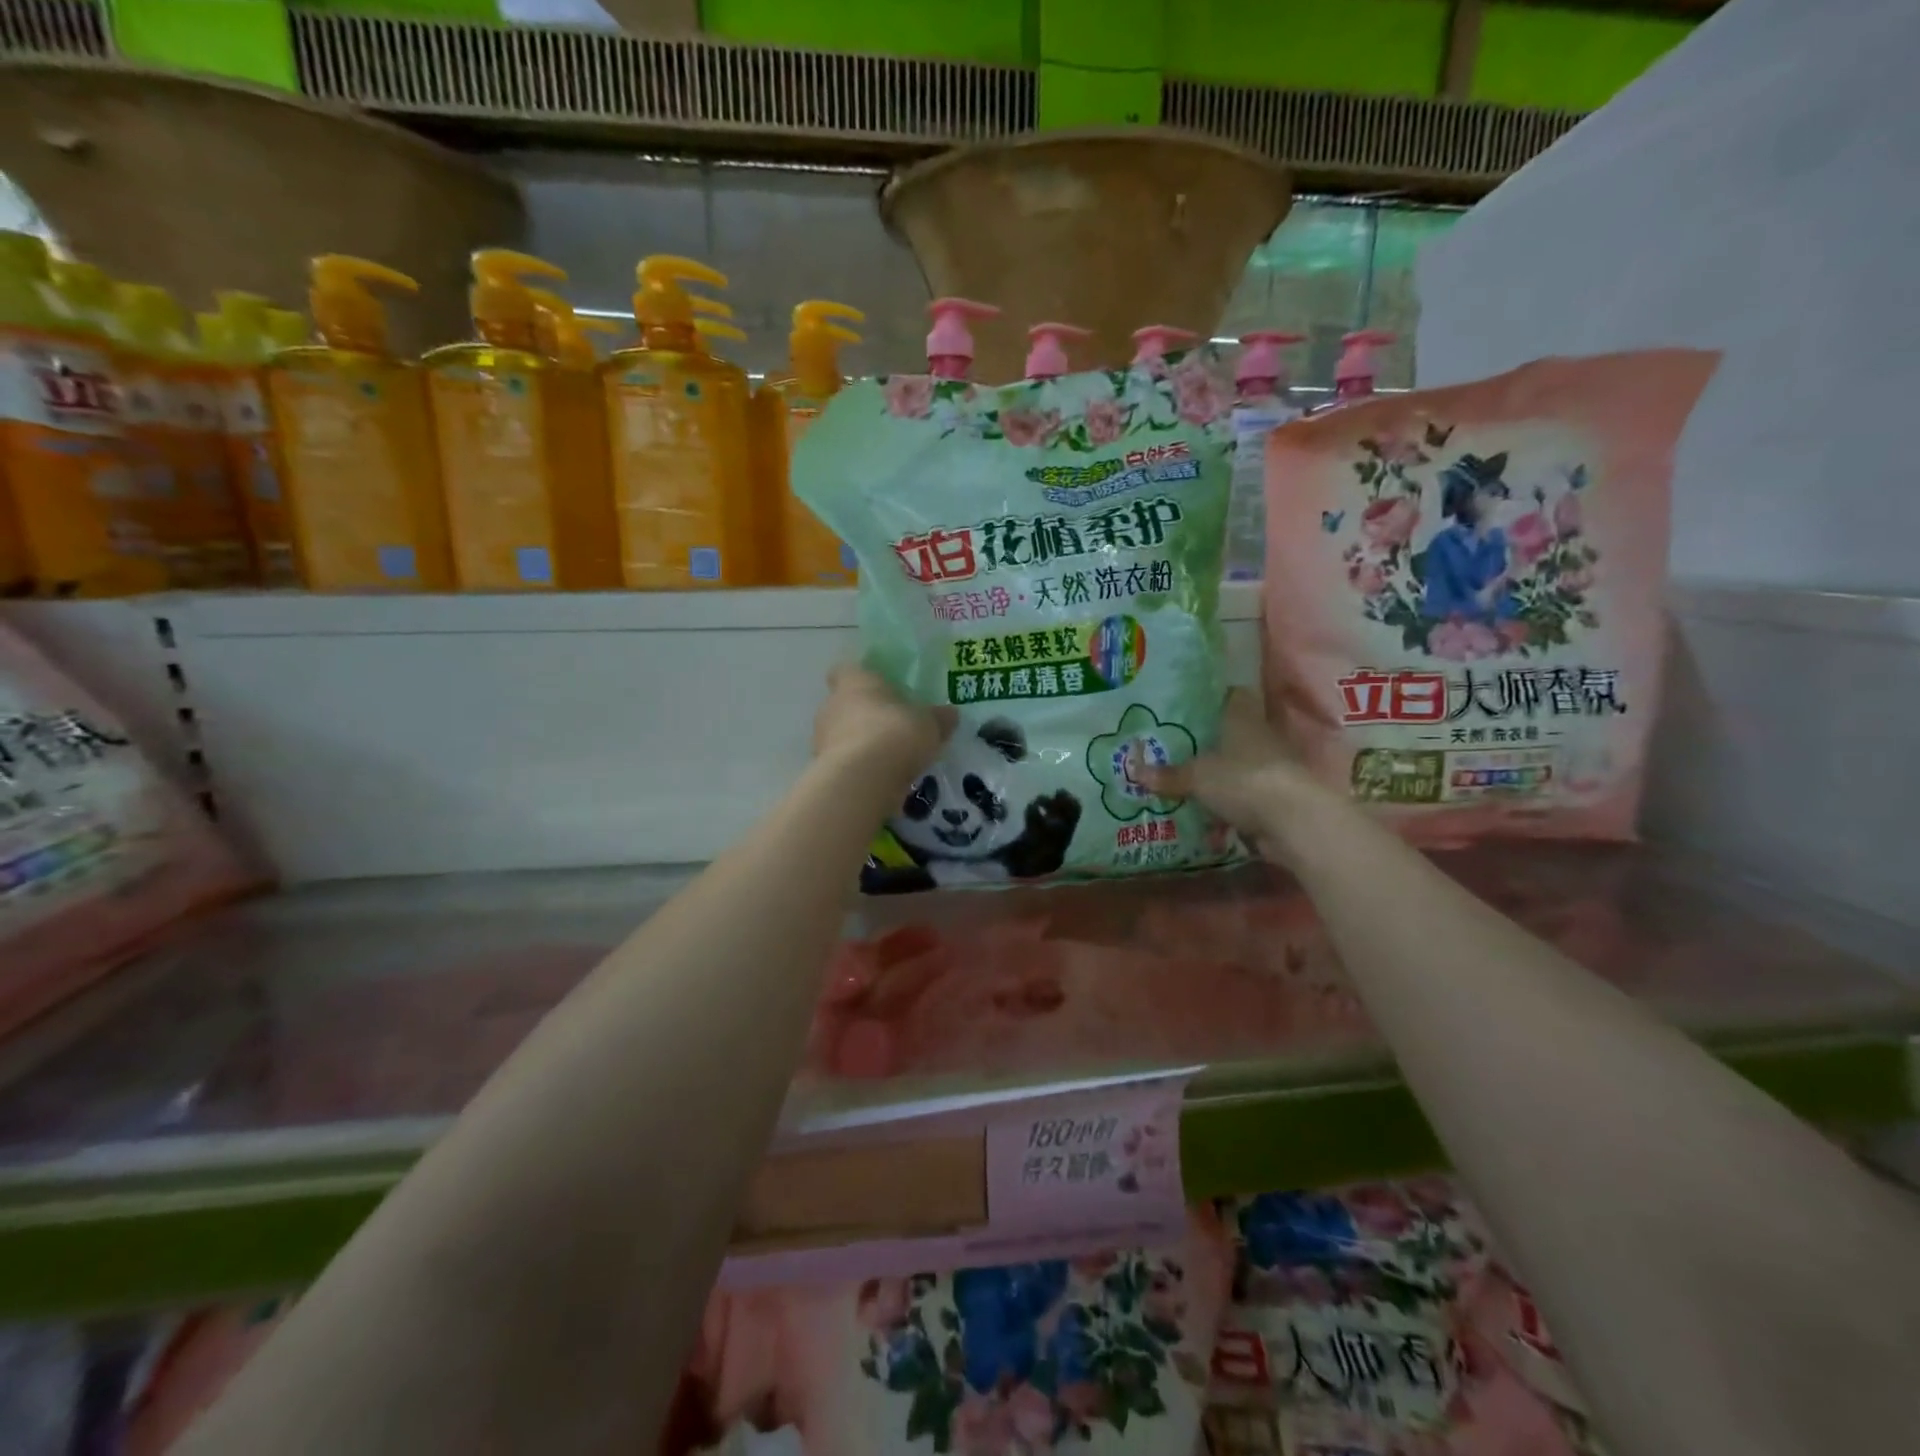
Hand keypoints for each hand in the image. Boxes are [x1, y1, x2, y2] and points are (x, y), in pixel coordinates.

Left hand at [813, 665, 954, 779]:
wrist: (861, 780)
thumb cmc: (895, 734)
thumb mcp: (929, 725)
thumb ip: (938, 718)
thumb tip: (950, 713)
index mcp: (855, 682)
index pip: (848, 670)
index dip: (862, 678)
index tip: (880, 690)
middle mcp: (832, 705)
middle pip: (844, 704)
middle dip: (864, 715)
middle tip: (892, 728)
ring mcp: (822, 739)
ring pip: (841, 735)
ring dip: (860, 744)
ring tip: (888, 759)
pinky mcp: (824, 769)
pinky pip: (843, 763)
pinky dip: (858, 769)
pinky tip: (879, 780)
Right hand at [1130, 688, 1330, 857]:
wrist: (1294, 821)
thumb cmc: (1243, 779)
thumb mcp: (1197, 777)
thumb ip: (1169, 775)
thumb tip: (1135, 772)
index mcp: (1243, 719)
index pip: (1233, 696)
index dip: (1213, 699)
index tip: (1189, 707)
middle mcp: (1261, 738)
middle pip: (1233, 734)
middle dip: (1209, 743)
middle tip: (1175, 750)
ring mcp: (1272, 769)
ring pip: (1239, 768)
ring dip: (1219, 778)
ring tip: (1185, 785)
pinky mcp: (1277, 799)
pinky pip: (1245, 799)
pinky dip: (1229, 808)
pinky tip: (1205, 819)